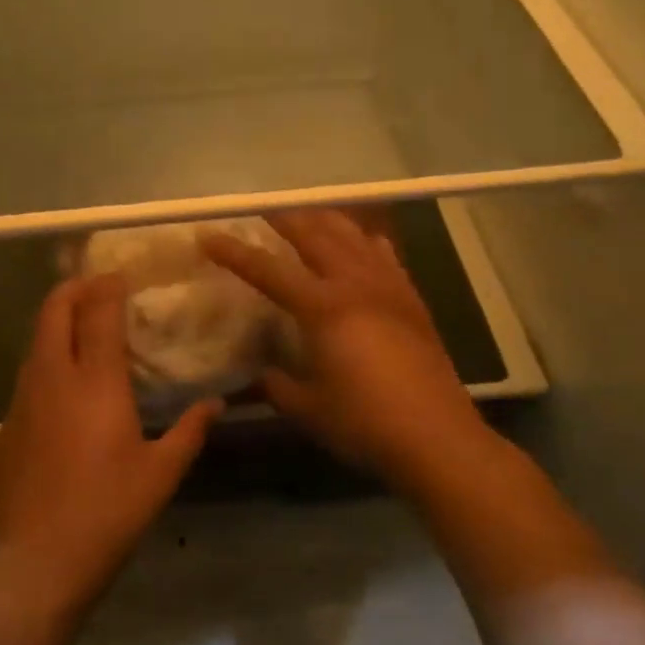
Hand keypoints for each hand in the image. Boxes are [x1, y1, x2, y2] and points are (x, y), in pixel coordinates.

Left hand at [0, 274, 220, 608]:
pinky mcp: (6, 426)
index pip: (98, 313)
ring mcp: (23, 401)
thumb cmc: (108, 512)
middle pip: (53, 312)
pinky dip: (47, 361)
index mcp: (95, 382)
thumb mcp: (162, 474)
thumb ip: (190, 431)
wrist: (36, 562)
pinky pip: (28, 376)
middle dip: (73, 289)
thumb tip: (217, 404)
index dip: (108, 287)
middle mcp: (53, 378)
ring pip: (36, 343)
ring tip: (84, 330)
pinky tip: (65, 387)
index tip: (121, 276)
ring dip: (57, 324)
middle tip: (97, 288)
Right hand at [203, 210, 494, 487]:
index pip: (268, 270)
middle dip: (284, 218)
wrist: (436, 436)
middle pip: (315, 235)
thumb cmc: (364, 422)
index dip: (234, 252)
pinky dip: (366, 242)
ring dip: (326, 221)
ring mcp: (388, 288)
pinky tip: (363, 243)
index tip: (208, 235)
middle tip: (262, 208)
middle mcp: (355, 285)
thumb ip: (277, 385)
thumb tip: (260, 373)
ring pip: (353, 237)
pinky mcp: (412, 300)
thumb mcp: (308, 407)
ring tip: (308, 215)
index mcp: (323, 308)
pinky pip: (385, 256)